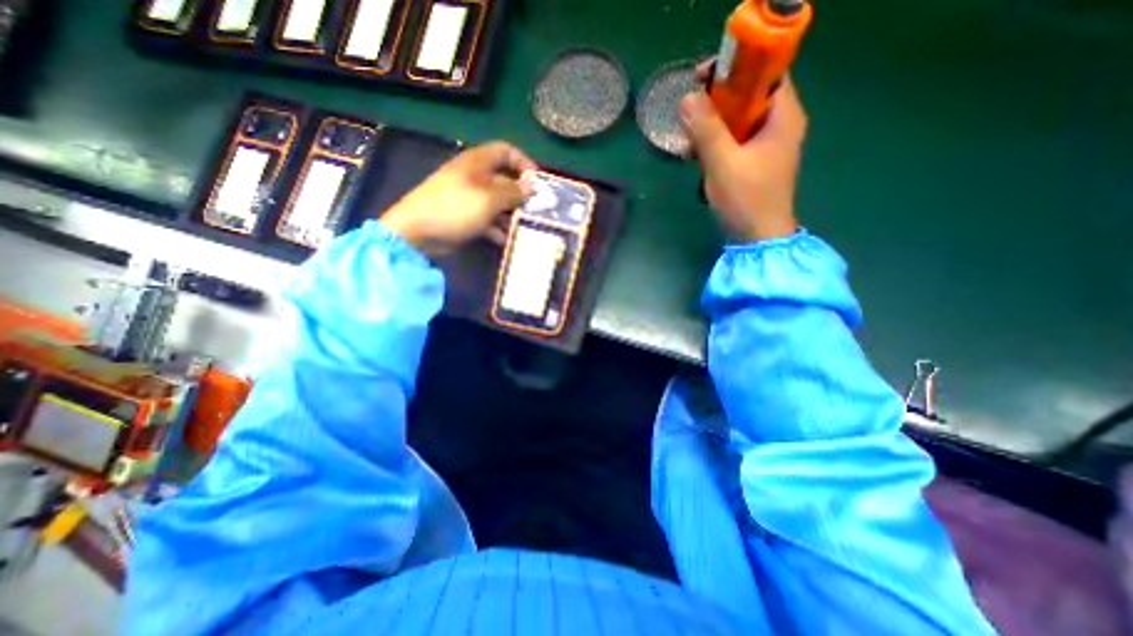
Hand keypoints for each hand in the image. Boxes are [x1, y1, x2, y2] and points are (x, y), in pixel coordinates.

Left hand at [381, 141, 534, 255]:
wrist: (418, 232)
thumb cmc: (456, 208)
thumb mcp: (489, 199)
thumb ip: (513, 192)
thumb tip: (531, 187)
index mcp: (477, 163)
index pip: (505, 151)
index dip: (523, 162)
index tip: (537, 182)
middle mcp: (474, 176)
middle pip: (504, 179)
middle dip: (520, 194)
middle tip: (535, 210)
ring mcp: (468, 197)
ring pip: (497, 202)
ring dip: (511, 214)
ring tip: (525, 227)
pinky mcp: (464, 216)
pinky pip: (487, 219)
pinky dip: (497, 228)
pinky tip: (507, 239)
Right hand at [681, 66, 803, 240]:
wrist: (758, 239)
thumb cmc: (746, 199)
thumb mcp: (723, 162)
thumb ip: (706, 129)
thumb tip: (688, 98)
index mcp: (783, 117)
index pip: (765, 73)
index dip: (735, 68)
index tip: (702, 79)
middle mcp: (781, 125)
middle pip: (750, 96)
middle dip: (718, 101)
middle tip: (690, 111)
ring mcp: (769, 145)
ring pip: (739, 120)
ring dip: (713, 125)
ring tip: (690, 139)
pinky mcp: (757, 162)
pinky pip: (736, 140)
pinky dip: (717, 142)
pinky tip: (698, 155)